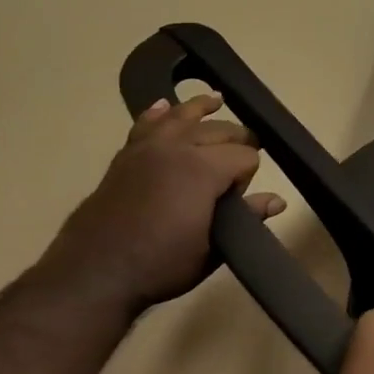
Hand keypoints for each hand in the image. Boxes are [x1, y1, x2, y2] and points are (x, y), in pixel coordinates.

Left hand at [39, 95, 285, 311]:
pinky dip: (157, 114)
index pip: (245, 156)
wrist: (95, 273)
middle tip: (244, 159)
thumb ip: (246, 218)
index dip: (249, 176)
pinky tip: (165, 107)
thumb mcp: (213, 248)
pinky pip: (145, 125)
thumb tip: (278, 201)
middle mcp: (176, 149)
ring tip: (216, 100)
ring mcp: (147, 149)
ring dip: (200, 108)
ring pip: (181, 116)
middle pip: (219, 130)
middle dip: (237, 140)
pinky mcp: (125, 157)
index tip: (240, 200)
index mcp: (203, 170)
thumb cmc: (161, 265)